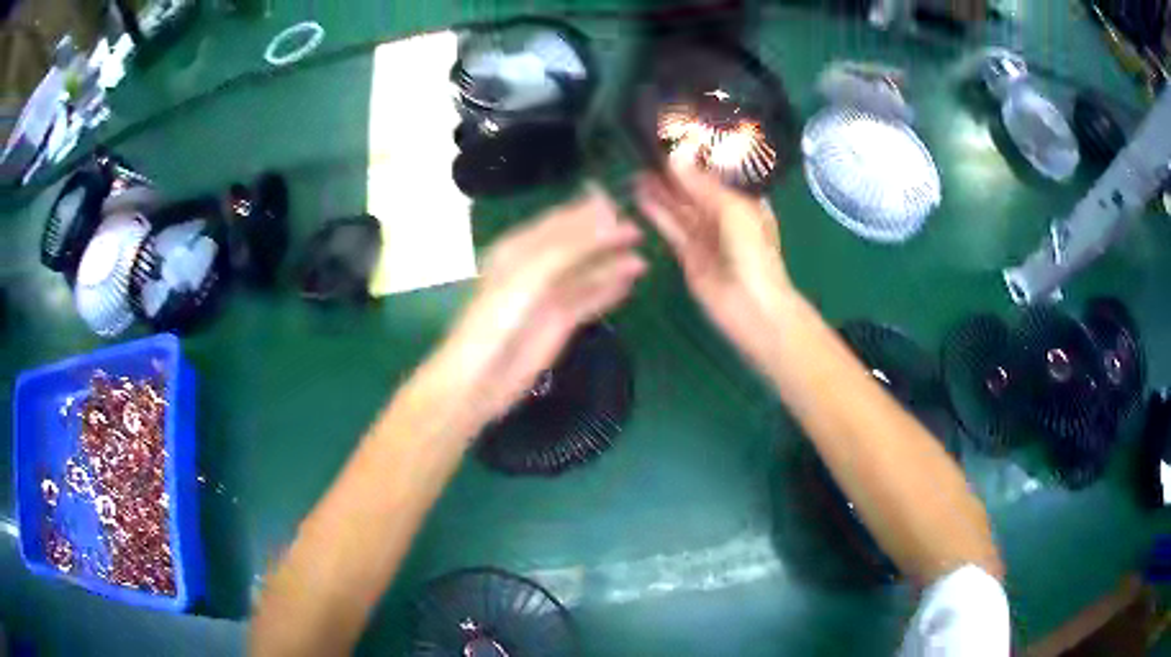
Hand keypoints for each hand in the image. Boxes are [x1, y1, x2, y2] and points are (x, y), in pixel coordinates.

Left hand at [435, 188, 645, 422]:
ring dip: (612, 263)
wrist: (482, 377)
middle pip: (576, 245)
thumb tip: (610, 218)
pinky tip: (631, 282)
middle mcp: (536, 267)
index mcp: (519, 247)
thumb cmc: (497, 318)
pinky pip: (590, 299)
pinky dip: (610, 290)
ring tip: (644, 255)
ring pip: (587, 272)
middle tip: (638, 227)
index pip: (560, 221)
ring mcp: (549, 295)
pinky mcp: (561, 321)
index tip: (619, 201)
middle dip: (605, 235)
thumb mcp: (532, 273)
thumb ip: (572, 245)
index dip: (588, 210)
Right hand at [636, 167, 794, 367]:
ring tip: (638, 175)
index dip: (695, 162)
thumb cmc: (754, 253)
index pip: (717, 177)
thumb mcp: (732, 210)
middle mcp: (726, 219)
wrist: (753, 306)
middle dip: (674, 177)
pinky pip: (673, 232)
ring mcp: (707, 239)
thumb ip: (702, 185)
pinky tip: (643, 199)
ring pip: (681, 211)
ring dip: (662, 194)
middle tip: (646, 158)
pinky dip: (659, 216)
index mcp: (745, 204)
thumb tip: (675, 158)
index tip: (670, 144)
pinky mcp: (690, 257)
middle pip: (695, 193)